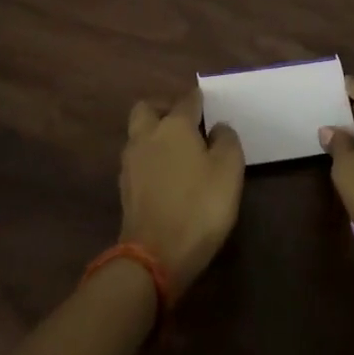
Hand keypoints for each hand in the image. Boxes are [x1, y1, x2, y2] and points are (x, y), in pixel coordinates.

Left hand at [119, 87, 244, 296]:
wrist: (155, 255)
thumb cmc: (199, 206)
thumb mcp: (229, 170)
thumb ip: (226, 141)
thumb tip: (217, 127)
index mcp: (174, 126)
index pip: (187, 100)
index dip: (199, 99)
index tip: (210, 105)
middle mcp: (147, 136)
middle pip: (148, 108)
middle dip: (164, 108)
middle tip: (185, 122)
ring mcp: (131, 162)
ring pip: (138, 133)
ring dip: (154, 134)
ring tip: (178, 150)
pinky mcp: (125, 187)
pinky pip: (137, 159)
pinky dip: (150, 158)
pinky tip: (166, 174)